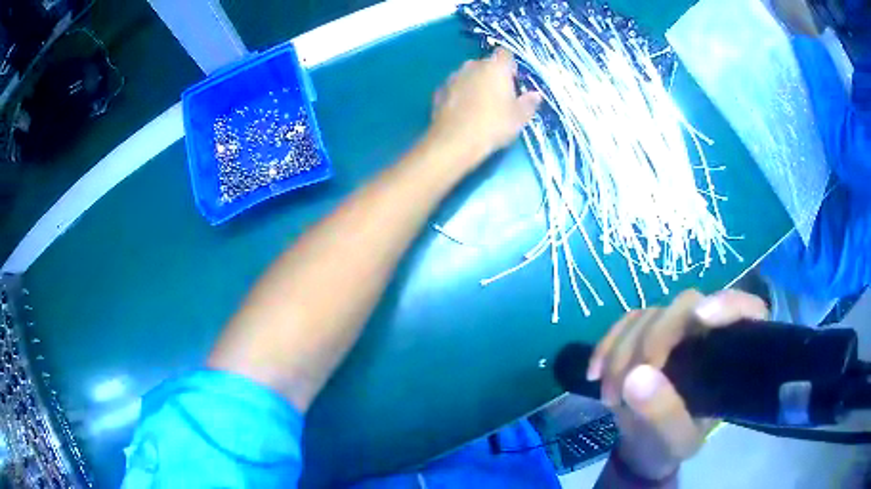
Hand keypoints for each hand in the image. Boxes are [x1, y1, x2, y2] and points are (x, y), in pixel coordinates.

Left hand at [428, 48, 541, 169]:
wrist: (454, 141)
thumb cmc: (493, 125)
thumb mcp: (519, 118)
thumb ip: (529, 103)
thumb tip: (536, 95)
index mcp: (495, 67)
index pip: (505, 54)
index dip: (511, 66)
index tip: (514, 82)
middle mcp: (472, 65)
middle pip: (486, 64)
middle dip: (492, 76)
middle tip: (499, 97)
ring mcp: (453, 77)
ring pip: (469, 75)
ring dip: (475, 84)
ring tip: (479, 106)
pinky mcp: (439, 91)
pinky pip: (455, 88)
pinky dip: (460, 95)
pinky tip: (463, 112)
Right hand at [587, 290, 767, 479]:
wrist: (643, 446)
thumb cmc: (670, 446)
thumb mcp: (674, 442)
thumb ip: (664, 416)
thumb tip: (637, 376)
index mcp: (732, 356)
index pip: (747, 311)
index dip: (728, 304)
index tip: (701, 317)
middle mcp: (708, 332)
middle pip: (686, 306)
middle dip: (652, 340)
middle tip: (626, 384)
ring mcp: (677, 329)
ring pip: (651, 314)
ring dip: (622, 351)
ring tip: (610, 396)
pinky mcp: (648, 330)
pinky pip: (626, 322)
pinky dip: (607, 345)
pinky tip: (595, 373)